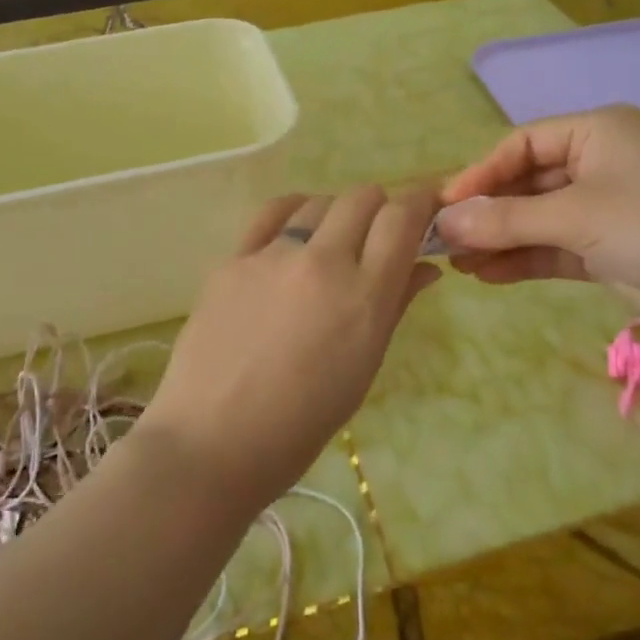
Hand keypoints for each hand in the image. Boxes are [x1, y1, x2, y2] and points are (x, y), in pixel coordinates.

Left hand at [137, 187, 441, 511]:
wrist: (213, 441)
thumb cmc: (302, 423)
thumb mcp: (364, 368)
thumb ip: (395, 306)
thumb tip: (424, 267)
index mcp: (364, 297)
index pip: (402, 219)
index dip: (420, 203)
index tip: (425, 209)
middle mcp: (322, 263)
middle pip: (362, 198)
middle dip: (380, 208)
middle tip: (376, 237)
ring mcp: (272, 256)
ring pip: (318, 201)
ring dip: (336, 213)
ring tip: (330, 244)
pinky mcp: (233, 259)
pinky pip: (272, 213)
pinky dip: (294, 212)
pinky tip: (294, 231)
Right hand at [436, 106, 639, 339]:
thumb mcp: (576, 216)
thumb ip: (506, 218)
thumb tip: (444, 221)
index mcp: (597, 131)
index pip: (521, 144)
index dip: (479, 174)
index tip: (442, 207)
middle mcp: (602, 162)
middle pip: (528, 183)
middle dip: (488, 213)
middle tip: (444, 242)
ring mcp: (611, 207)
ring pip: (542, 219)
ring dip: (502, 239)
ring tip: (458, 265)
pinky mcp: (618, 247)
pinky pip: (560, 247)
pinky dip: (527, 259)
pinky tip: (489, 275)